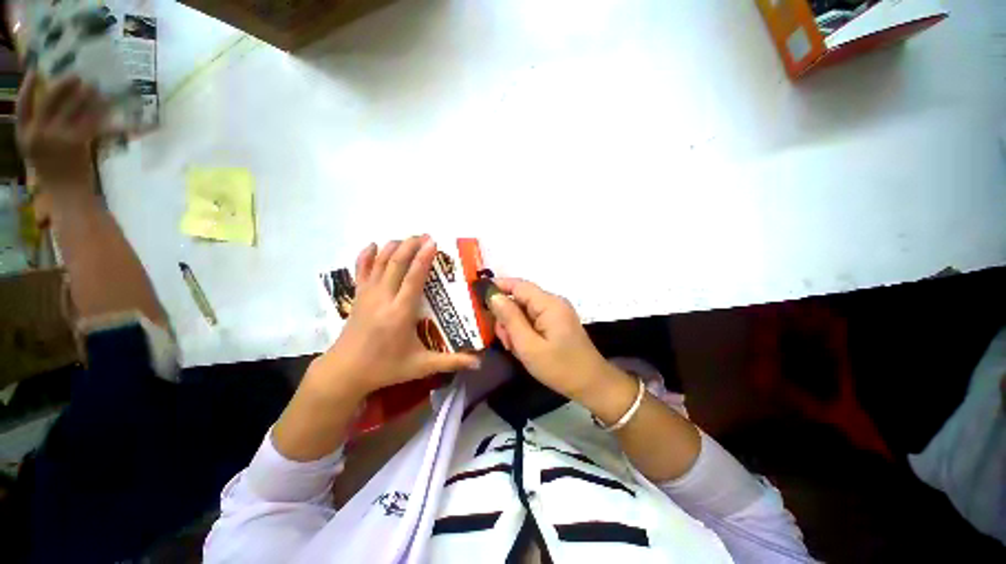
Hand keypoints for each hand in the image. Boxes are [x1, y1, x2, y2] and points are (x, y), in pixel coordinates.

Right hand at [16, 71, 107, 191]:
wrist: (67, 194)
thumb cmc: (53, 173)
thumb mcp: (36, 151)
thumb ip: (40, 130)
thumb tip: (53, 103)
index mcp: (24, 136)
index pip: (20, 107)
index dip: (25, 87)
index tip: (32, 71)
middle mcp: (38, 133)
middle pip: (49, 100)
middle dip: (62, 85)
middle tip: (77, 75)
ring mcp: (57, 137)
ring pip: (72, 107)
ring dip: (85, 94)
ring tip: (95, 86)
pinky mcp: (77, 142)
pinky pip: (89, 120)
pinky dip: (98, 110)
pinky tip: (106, 103)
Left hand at [304, 236, 480, 400]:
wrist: (345, 372)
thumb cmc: (385, 368)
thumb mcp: (421, 366)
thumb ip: (451, 362)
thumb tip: (478, 363)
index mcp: (400, 312)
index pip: (413, 278)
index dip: (423, 258)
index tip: (433, 242)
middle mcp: (383, 298)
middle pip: (396, 264)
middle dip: (410, 246)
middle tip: (425, 235)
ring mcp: (367, 295)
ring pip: (379, 263)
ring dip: (393, 247)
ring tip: (407, 238)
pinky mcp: (357, 297)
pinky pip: (360, 271)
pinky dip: (366, 256)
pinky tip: (373, 245)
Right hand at [488, 278, 621, 402]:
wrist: (591, 385)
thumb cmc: (559, 367)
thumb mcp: (528, 346)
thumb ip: (510, 318)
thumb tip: (494, 296)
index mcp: (548, 303)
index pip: (518, 285)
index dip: (498, 287)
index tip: (478, 298)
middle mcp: (553, 302)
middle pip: (520, 299)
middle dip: (506, 316)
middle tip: (503, 340)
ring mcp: (556, 312)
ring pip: (524, 310)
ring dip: (514, 326)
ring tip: (514, 347)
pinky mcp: (556, 322)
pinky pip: (533, 319)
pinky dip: (524, 331)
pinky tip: (523, 347)